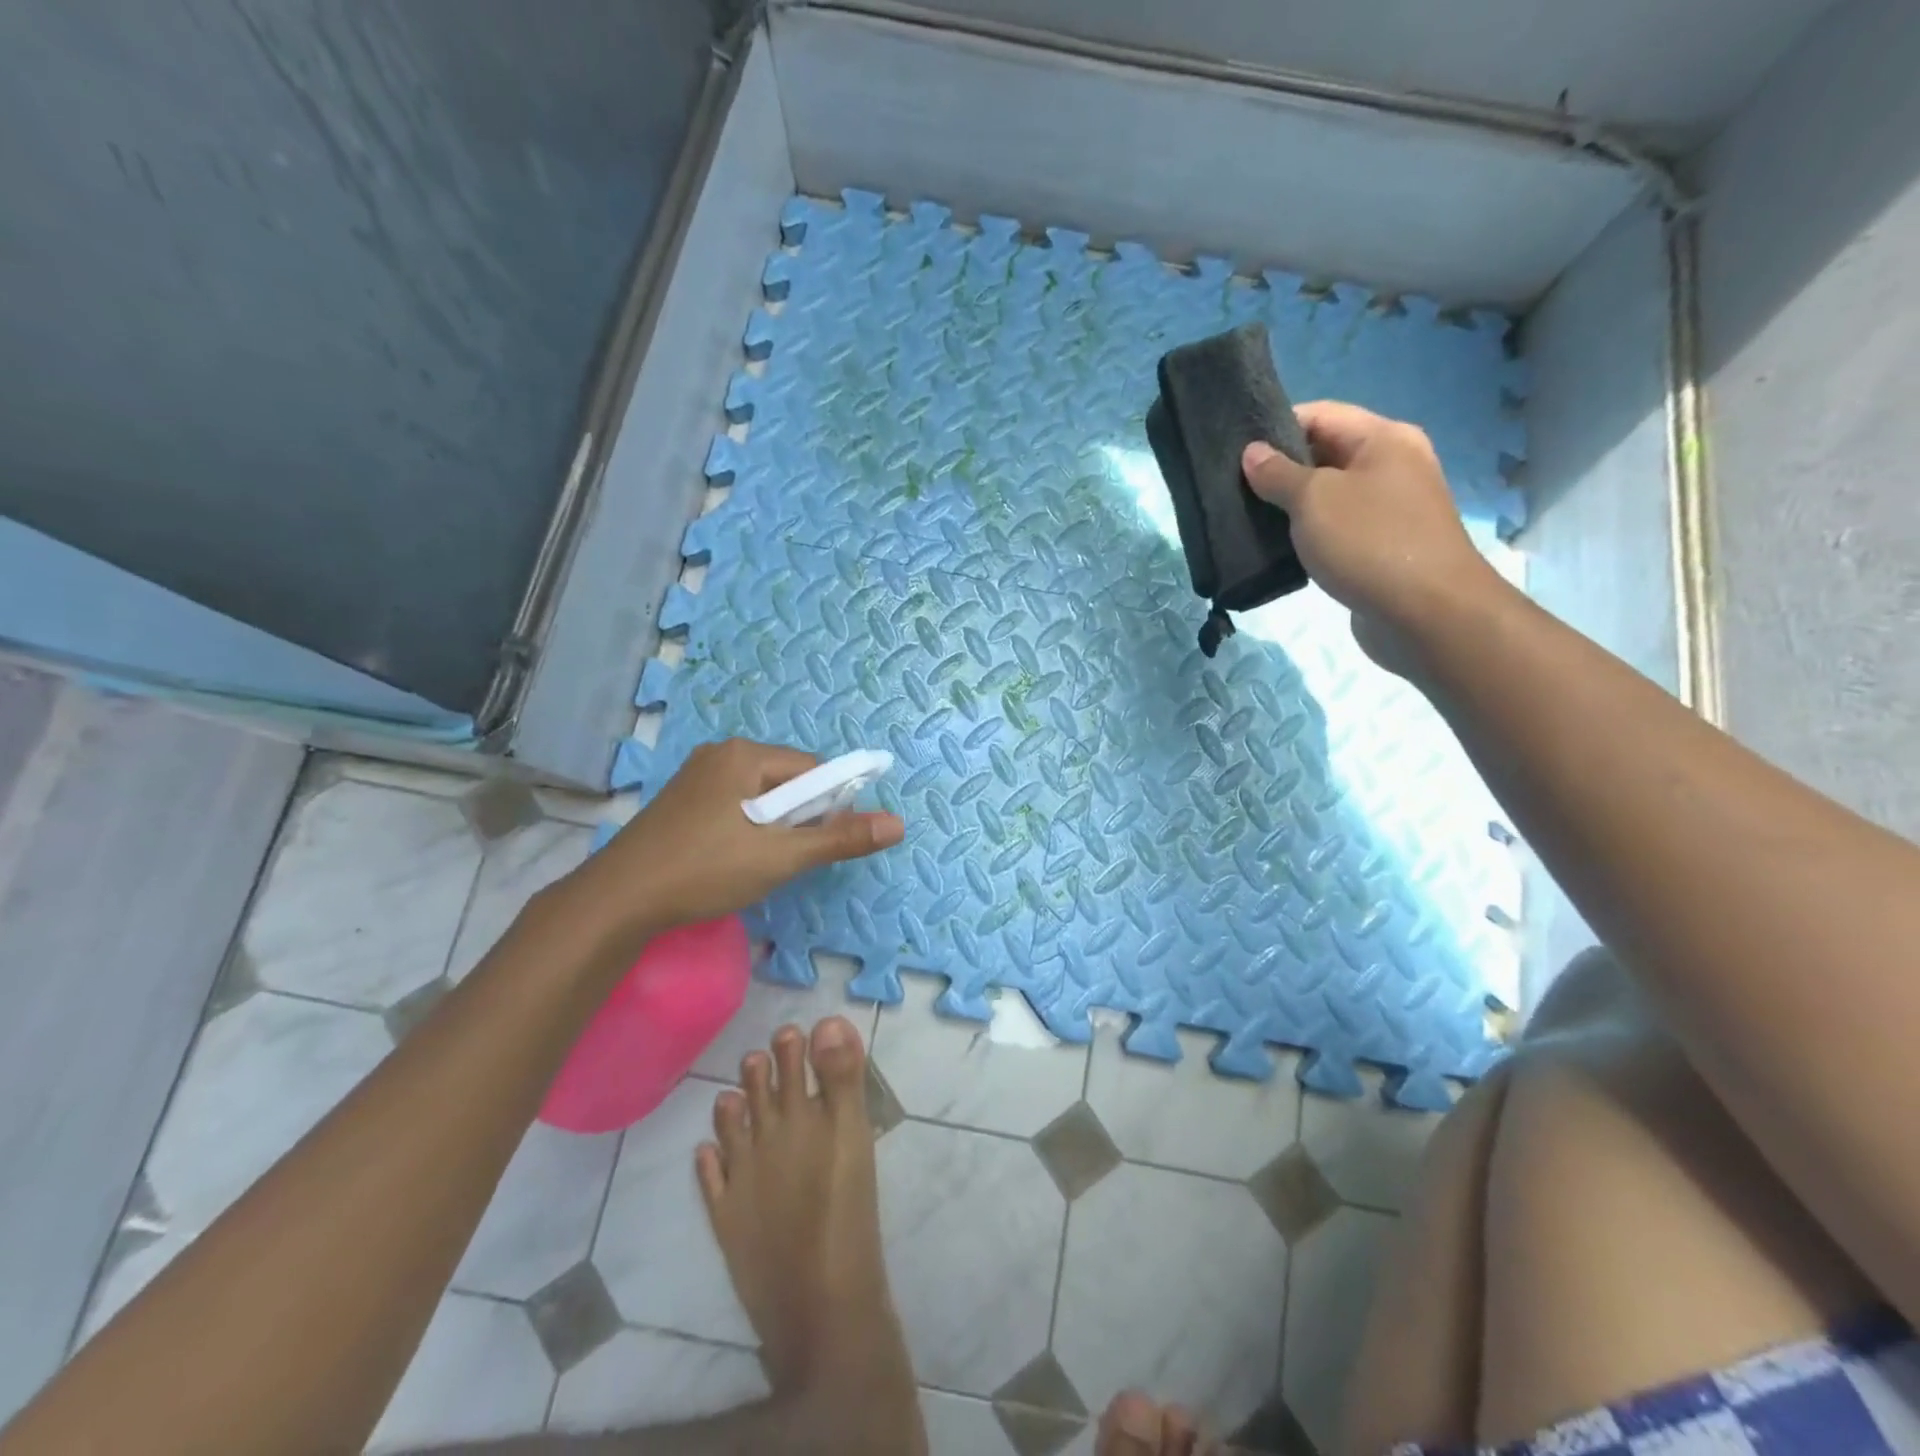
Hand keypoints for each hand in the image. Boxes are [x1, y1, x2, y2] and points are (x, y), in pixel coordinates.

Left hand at [563, 739, 903, 946]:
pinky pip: (733, 806)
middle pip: (786, 781)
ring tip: (758, 864)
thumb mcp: (781, 856)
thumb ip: (840, 838)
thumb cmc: (705, 870)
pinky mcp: (682, 801)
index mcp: (745, 754)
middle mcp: (721, 754)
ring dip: (772, 827)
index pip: (813, 770)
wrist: (617, 901)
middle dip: (797, 818)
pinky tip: (731, 860)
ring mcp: (696, 777)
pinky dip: (746, 829)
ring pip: (759, 796)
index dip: (829, 805)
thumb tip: (898, 823)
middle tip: (786, 859)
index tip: (821, 843)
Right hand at [1242, 402, 1508, 672]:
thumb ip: (1278, 474)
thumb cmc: (1370, 542)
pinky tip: (1276, 549)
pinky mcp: (1381, 547)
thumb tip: (1253, 453)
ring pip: (1328, 496)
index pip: (1320, 414)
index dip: (1275, 427)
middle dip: (1279, 469)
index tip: (1234, 450)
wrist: (1426, 614)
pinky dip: (1307, 535)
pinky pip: (1336, 529)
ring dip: (1289, 507)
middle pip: (1325, 454)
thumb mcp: (1314, 500)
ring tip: (1246, 519)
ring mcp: (1389, 509)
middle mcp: (1392, 466)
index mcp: (1384, 439)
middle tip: (1232, 488)